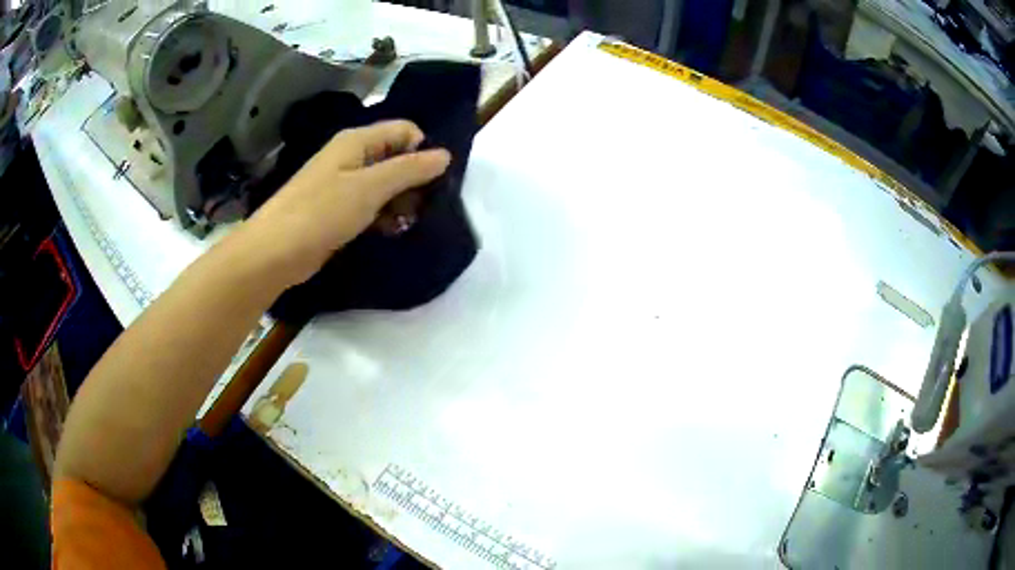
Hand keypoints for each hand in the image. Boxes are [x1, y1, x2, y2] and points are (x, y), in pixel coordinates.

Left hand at [238, 120, 451, 285]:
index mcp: (357, 141)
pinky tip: (391, 232)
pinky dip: (383, 216)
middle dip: (414, 179)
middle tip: (424, 207)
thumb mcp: (370, 188)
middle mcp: (350, 157)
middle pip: (396, 157)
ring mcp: (342, 185)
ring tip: (408, 224)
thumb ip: (408, 170)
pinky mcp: (337, 211)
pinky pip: (370, 205)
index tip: (435, 181)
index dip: (423, 150)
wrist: (274, 253)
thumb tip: (445, 155)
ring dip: (400, 201)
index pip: (404, 131)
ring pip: (384, 184)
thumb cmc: (321, 213)